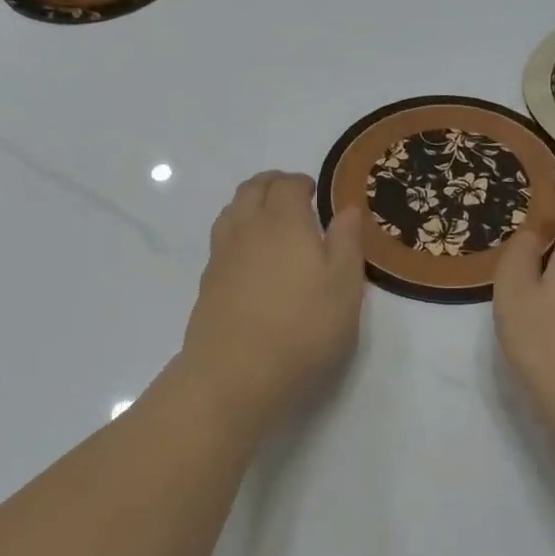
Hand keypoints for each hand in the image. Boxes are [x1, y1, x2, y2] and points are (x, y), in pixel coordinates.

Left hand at [180, 171, 365, 422]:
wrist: (236, 373)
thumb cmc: (303, 328)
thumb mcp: (345, 287)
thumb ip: (347, 243)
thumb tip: (345, 209)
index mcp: (283, 221)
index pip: (287, 185)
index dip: (301, 182)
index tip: (314, 192)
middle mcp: (247, 228)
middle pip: (252, 189)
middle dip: (272, 184)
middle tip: (291, 195)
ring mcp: (221, 254)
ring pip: (231, 211)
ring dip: (250, 204)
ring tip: (268, 219)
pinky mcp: (207, 282)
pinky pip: (221, 239)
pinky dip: (236, 231)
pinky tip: (249, 255)